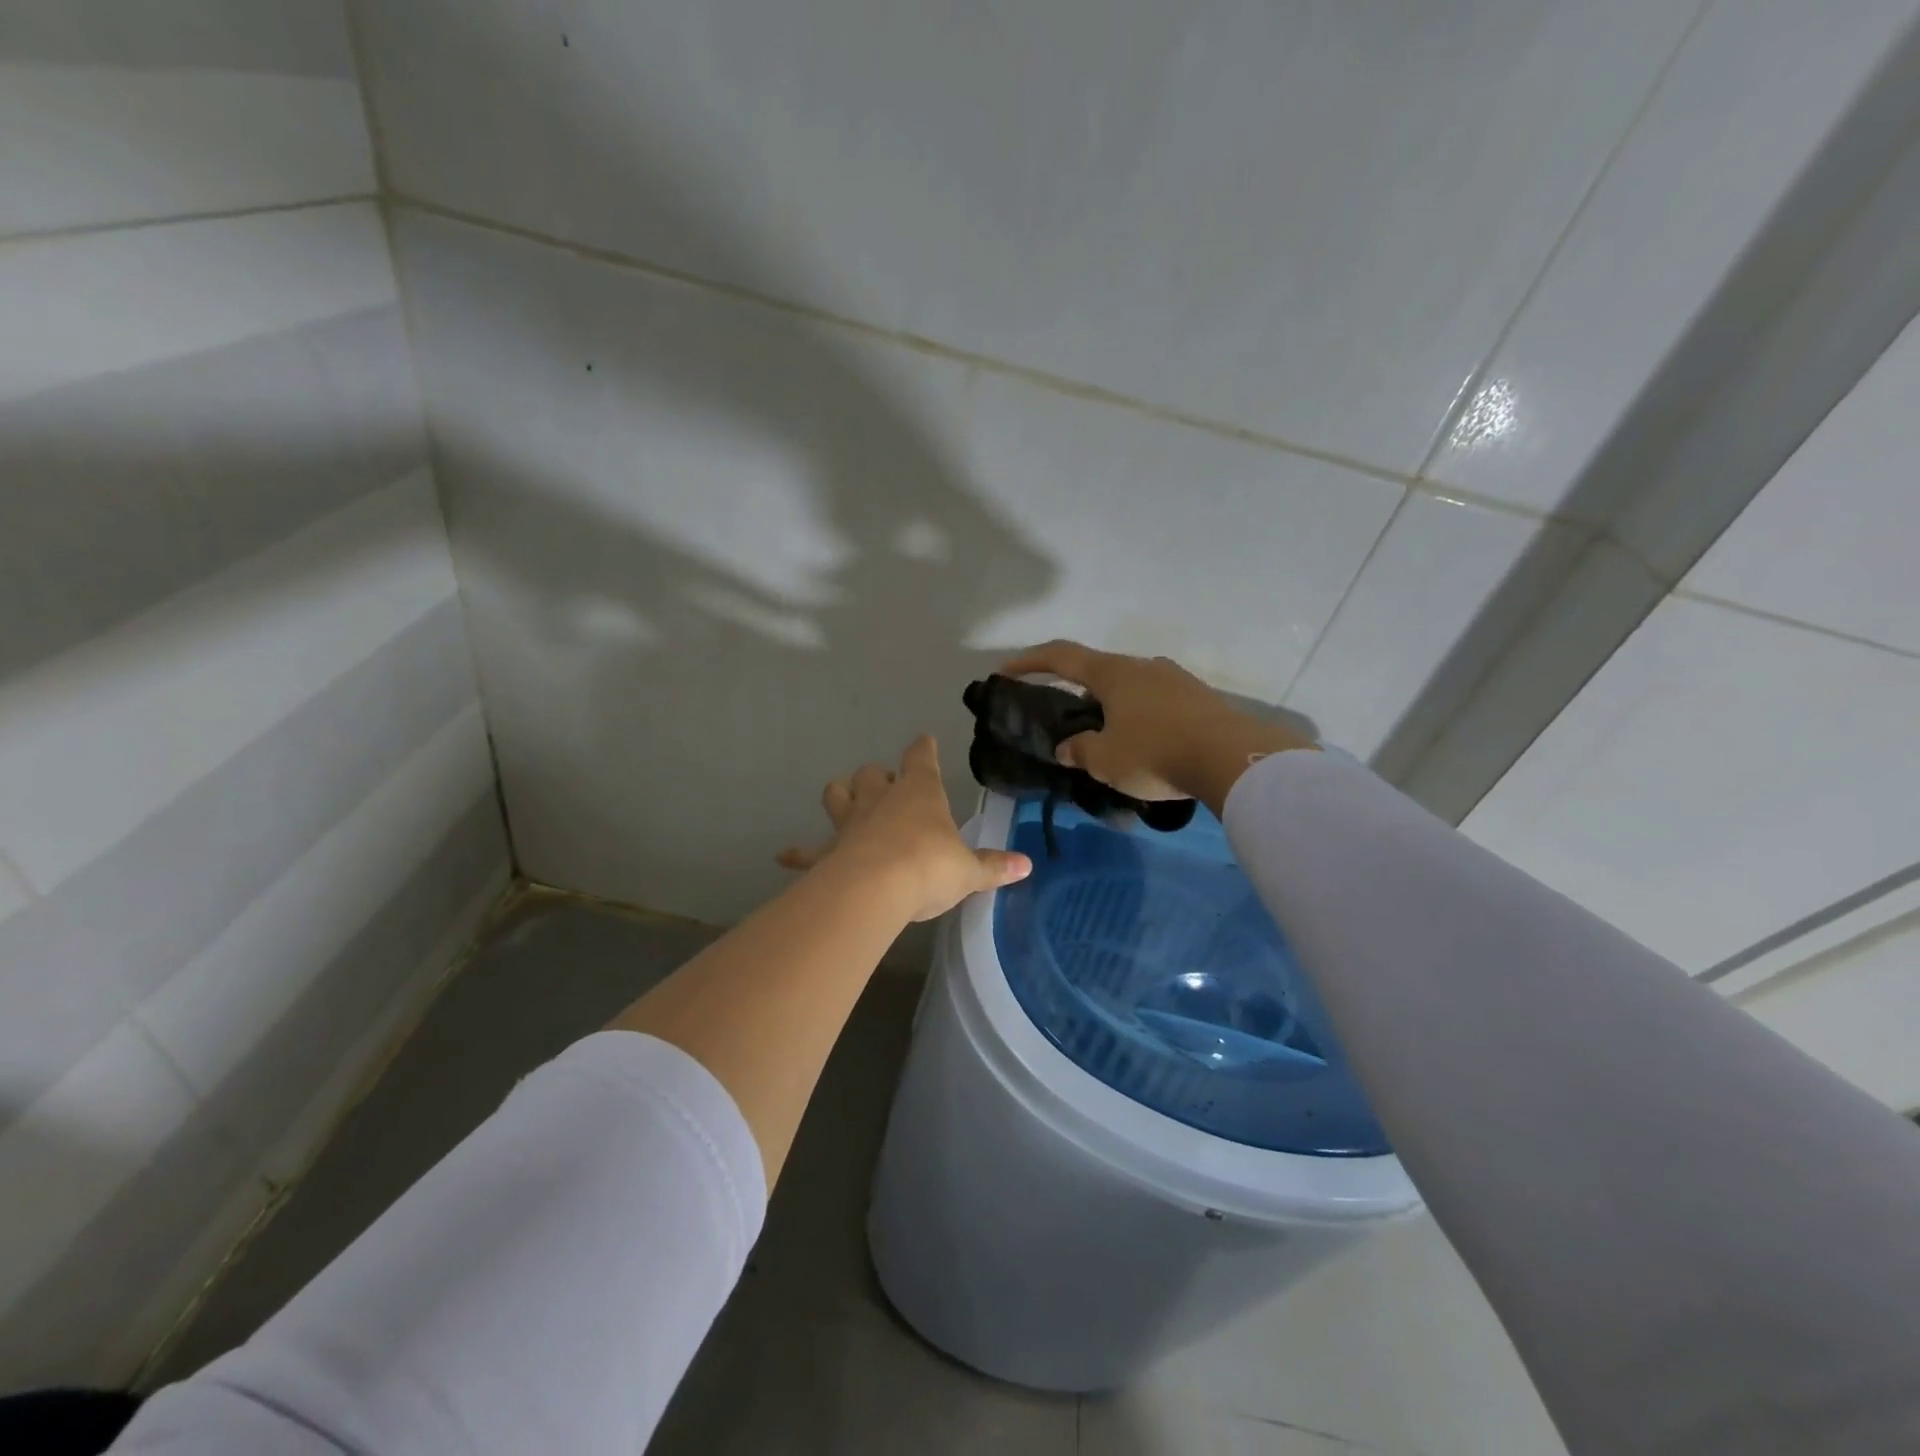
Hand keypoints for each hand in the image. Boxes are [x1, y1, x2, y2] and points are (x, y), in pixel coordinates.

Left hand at [777, 735, 1031, 921]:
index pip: (921, 757)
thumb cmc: (929, 868)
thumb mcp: (968, 872)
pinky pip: (808, 851)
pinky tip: (785, 857)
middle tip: (886, 788)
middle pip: (872, 773)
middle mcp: (881, 799)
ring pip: (837, 795)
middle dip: (877, 777)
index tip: (924, 741)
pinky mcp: (828, 851)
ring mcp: (850, 823)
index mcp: (919, 793)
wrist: (876, 889)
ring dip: (841, 796)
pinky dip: (798, 854)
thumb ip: (994, 867)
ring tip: (845, 803)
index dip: (923, 748)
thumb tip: (1027, 866)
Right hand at [997, 640, 1315, 812]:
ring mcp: (1174, 679)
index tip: (1006, 670)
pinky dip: (1141, 718)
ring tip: (1111, 741)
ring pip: (1130, 688)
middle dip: (1078, 694)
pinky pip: (1157, 702)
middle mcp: (1142, 666)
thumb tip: (1067, 748)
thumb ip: (1080, 751)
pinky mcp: (1198, 697)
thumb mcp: (1106, 760)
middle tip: (1071, 725)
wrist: (1231, 757)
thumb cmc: (1156, 752)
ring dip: (1113, 708)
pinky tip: (1147, 745)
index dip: (1029, 662)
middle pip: (1098, 673)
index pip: (1061, 657)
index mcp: (1112, 673)